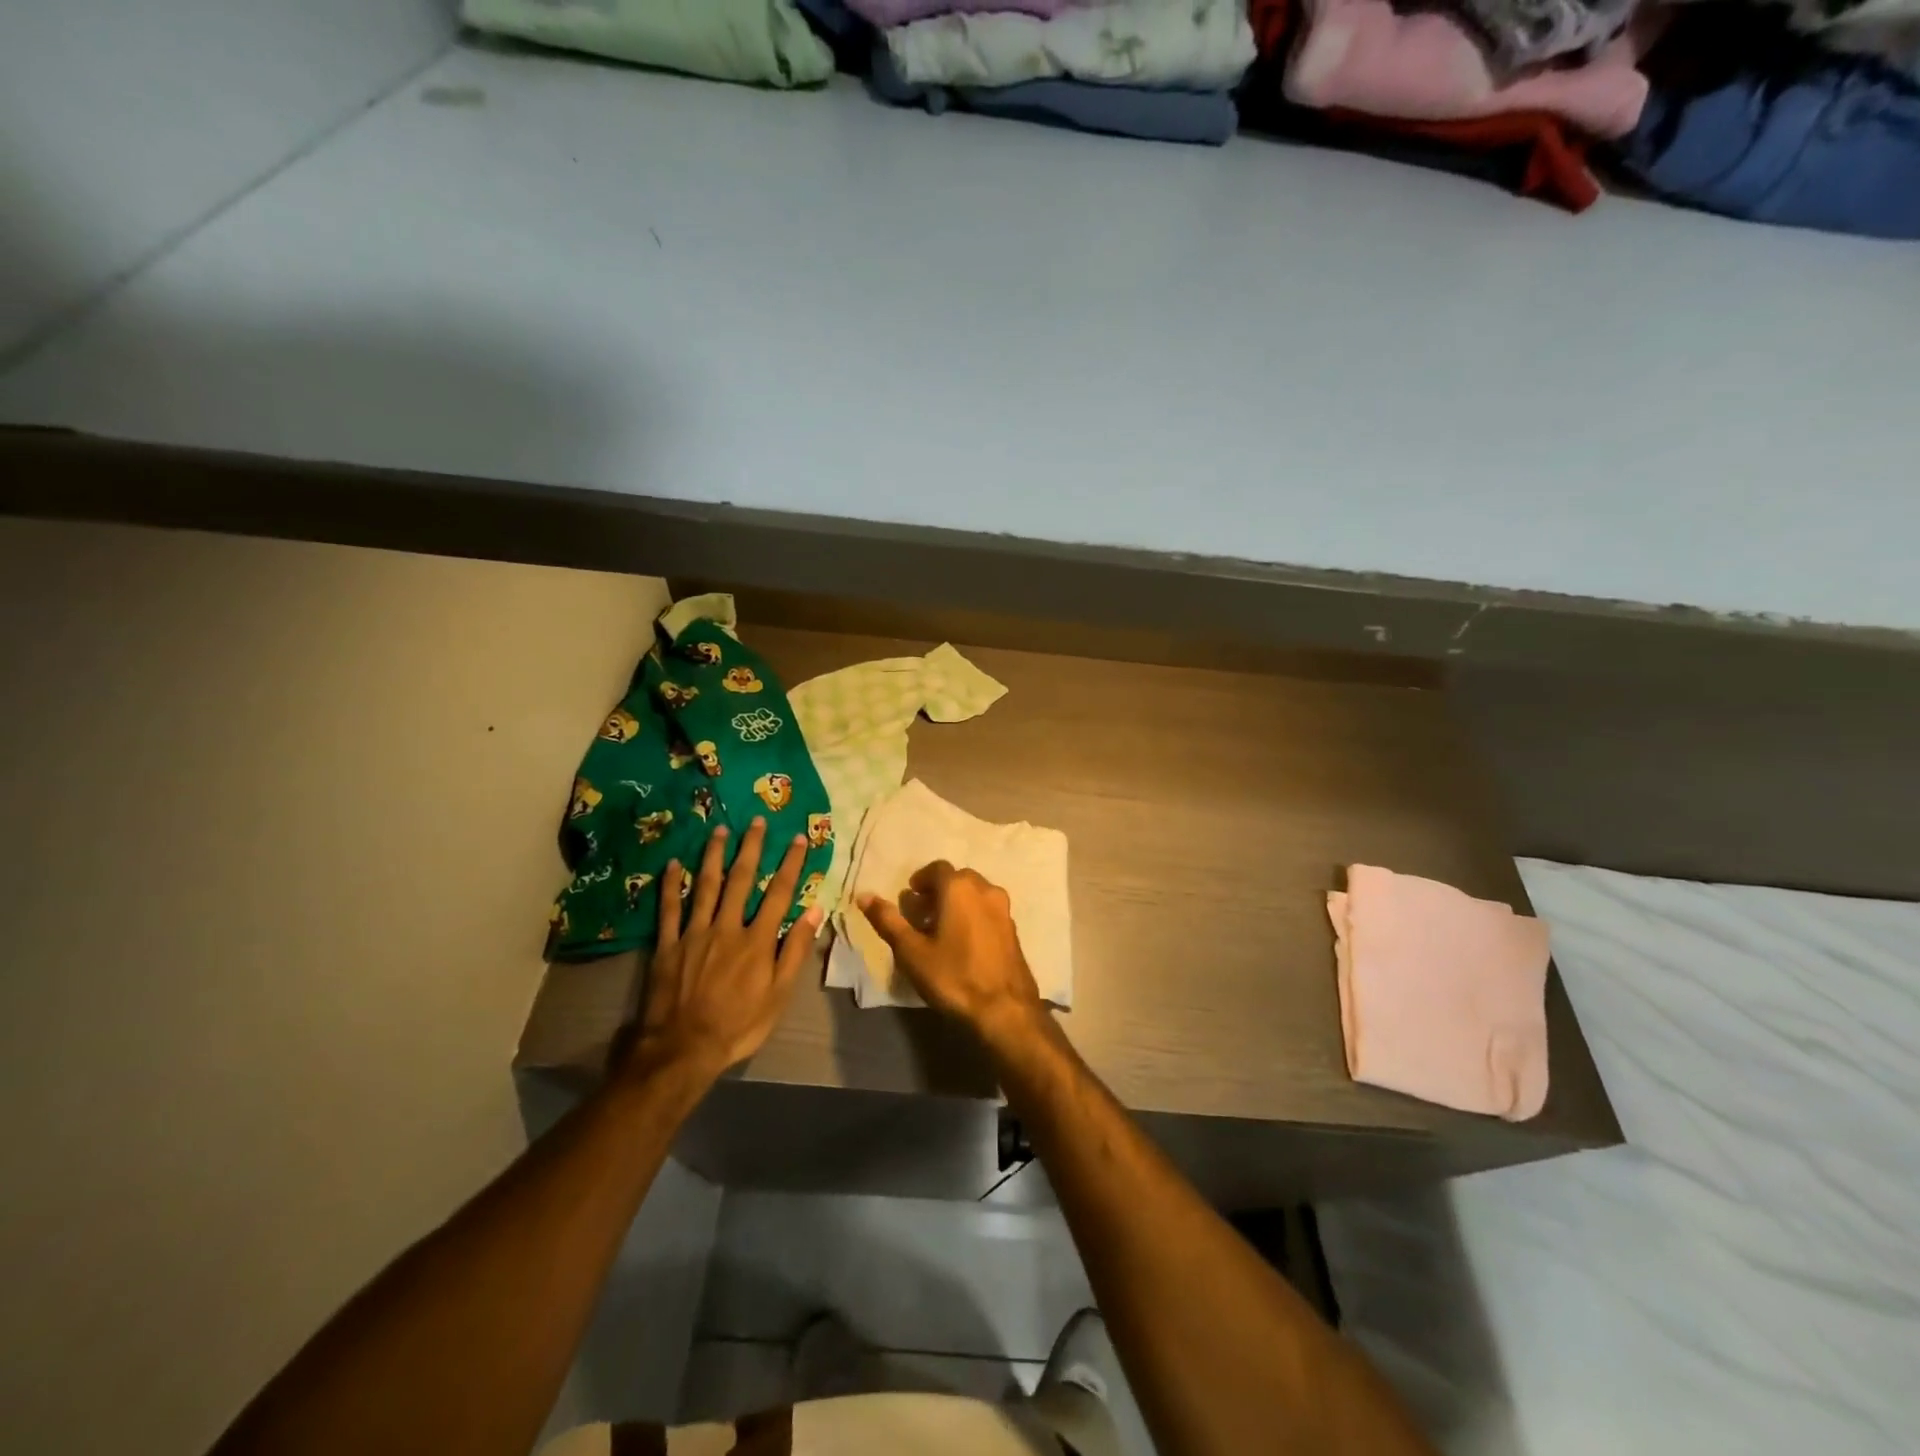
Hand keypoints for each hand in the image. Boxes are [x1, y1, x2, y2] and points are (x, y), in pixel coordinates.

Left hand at [633, 817, 820, 1081]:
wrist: (683, 1049)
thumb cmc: (739, 1025)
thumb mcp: (779, 995)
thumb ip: (795, 951)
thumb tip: (814, 910)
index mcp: (757, 940)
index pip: (779, 893)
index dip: (790, 864)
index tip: (798, 838)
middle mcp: (727, 927)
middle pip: (741, 879)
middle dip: (751, 848)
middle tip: (757, 821)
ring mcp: (694, 933)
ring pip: (705, 886)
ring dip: (713, 855)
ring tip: (720, 830)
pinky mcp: (667, 945)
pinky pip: (668, 909)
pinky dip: (670, 885)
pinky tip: (672, 863)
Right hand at [859, 861, 1044, 1048]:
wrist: (1004, 1009)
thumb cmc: (953, 976)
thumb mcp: (911, 951)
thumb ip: (888, 920)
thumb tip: (864, 896)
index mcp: (959, 888)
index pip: (937, 868)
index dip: (921, 880)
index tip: (910, 898)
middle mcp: (985, 889)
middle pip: (958, 879)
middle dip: (939, 891)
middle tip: (922, 914)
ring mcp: (1004, 909)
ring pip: (976, 894)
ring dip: (957, 902)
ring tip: (941, 929)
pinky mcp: (1013, 929)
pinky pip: (988, 910)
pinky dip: (973, 915)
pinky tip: (964, 942)